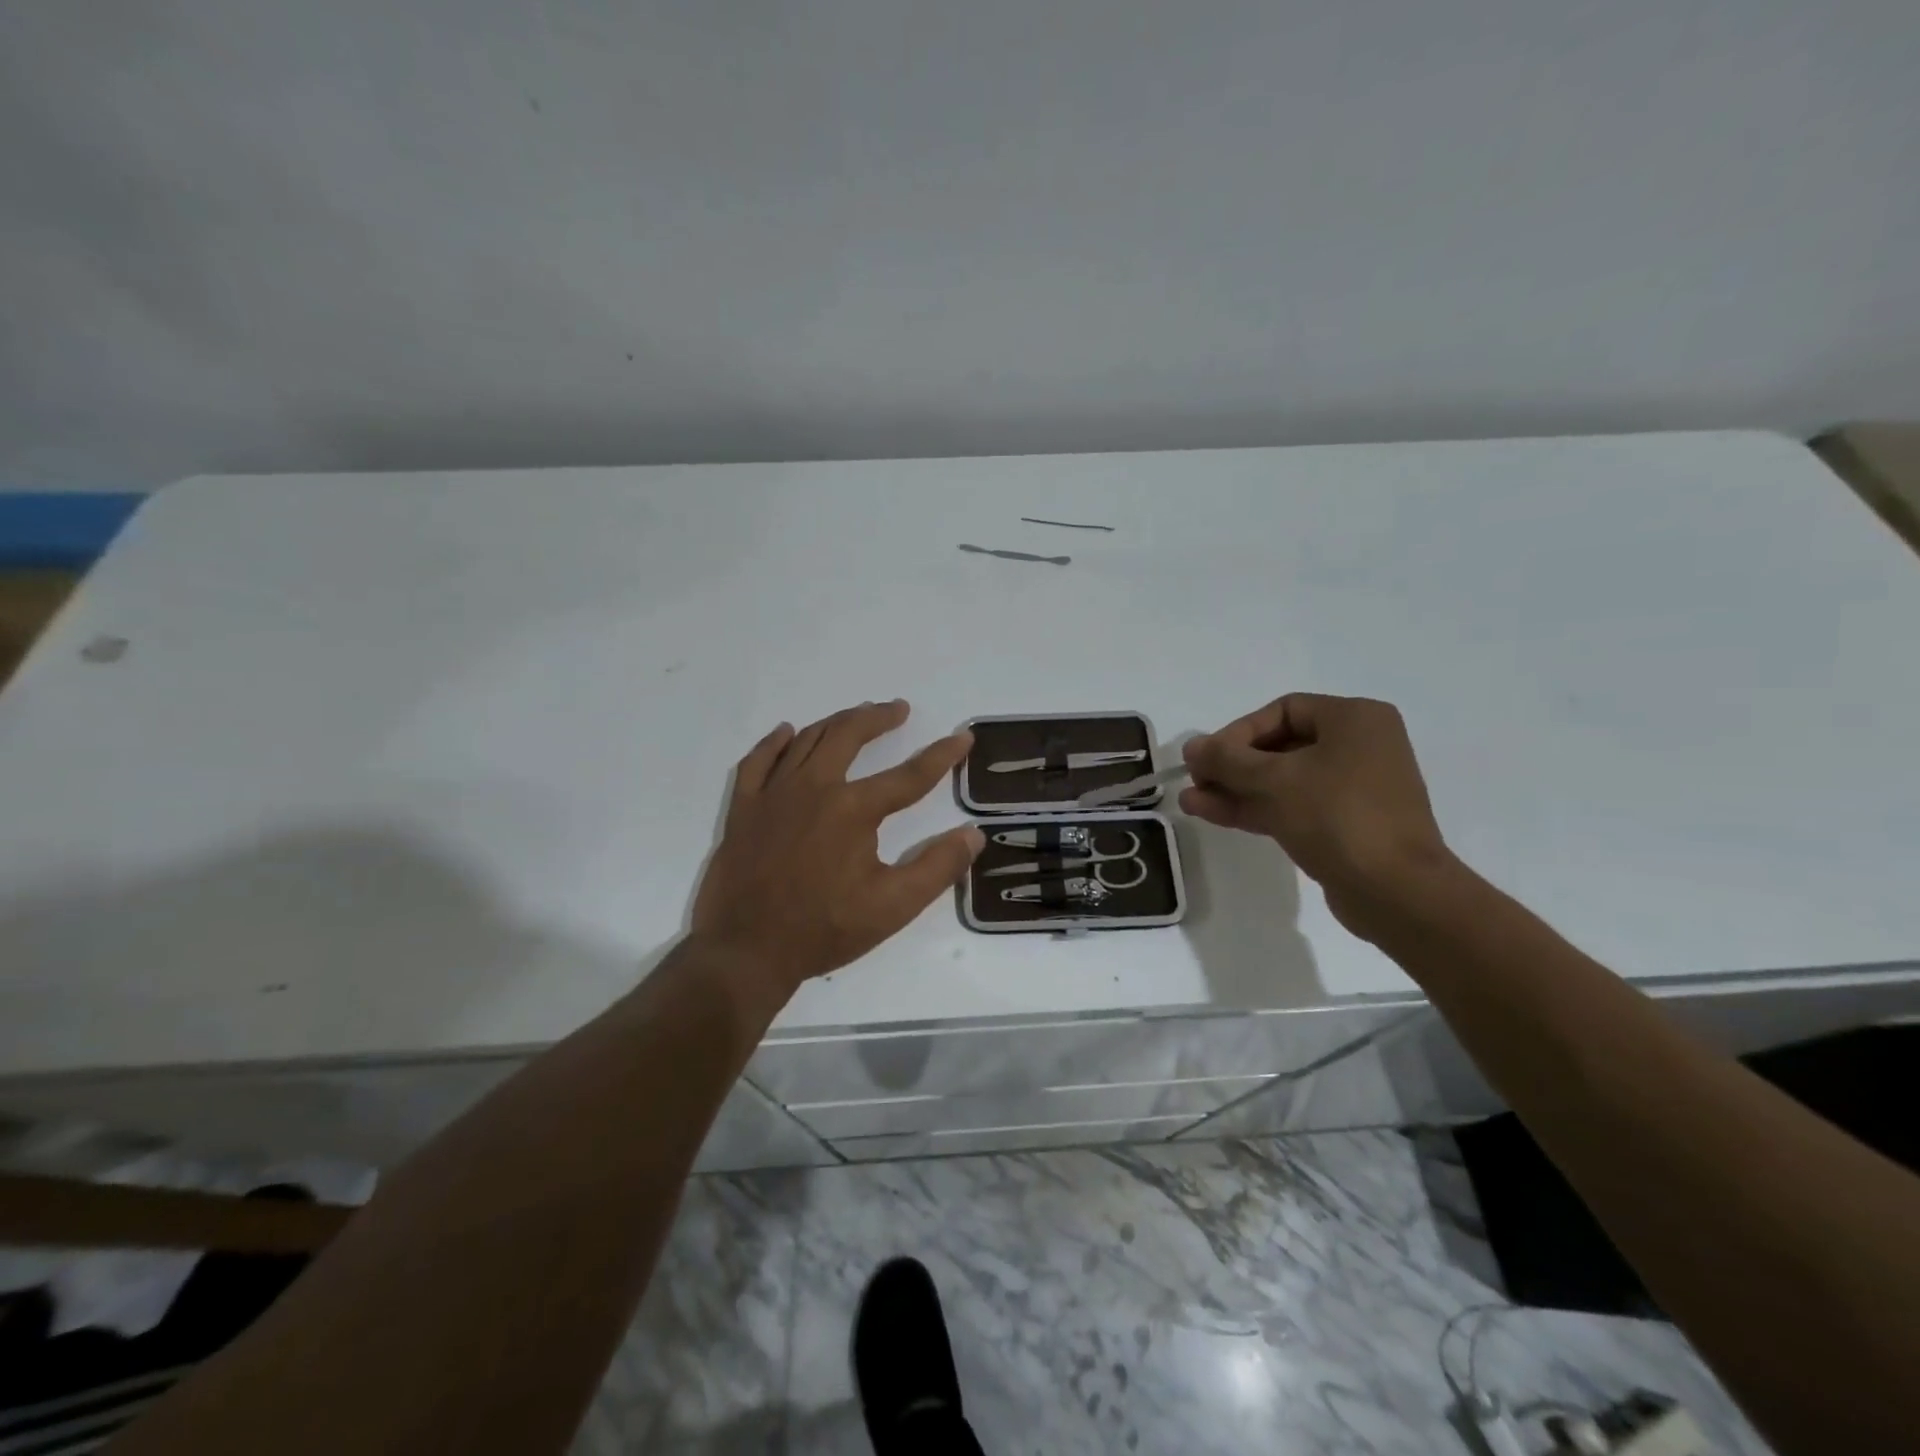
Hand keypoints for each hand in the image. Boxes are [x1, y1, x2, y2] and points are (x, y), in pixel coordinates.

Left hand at [691, 699, 983, 998]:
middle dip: (878, 718)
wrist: (747, 951)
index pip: (909, 775)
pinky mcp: (743, 809)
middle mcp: (813, 788)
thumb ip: (938, 868)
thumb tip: (973, 834)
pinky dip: (773, 743)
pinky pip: (757, 761)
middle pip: (849, 736)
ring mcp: (773, 794)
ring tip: (856, 716)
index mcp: (853, 809)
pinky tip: (786, 733)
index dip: (941, 756)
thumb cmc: (825, 929)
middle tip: (898, 709)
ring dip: (836, 723)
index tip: (962, 738)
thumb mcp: (893, 907)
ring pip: (806, 740)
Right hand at [1180, 693, 1454, 937]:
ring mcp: (1352, 789)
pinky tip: (1211, 813)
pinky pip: (1292, 806)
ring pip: (1282, 781)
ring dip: (1235, 790)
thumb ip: (1227, 759)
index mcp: (1355, 720)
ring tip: (1191, 802)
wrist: (1395, 892)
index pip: (1283, 711)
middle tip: (1195, 780)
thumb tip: (1191, 746)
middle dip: (1232, 765)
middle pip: (1279, 747)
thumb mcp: (1274, 780)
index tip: (1208, 757)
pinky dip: (1254, 808)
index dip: (1238, 731)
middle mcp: (1358, 747)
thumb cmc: (1338, 816)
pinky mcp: (1344, 825)